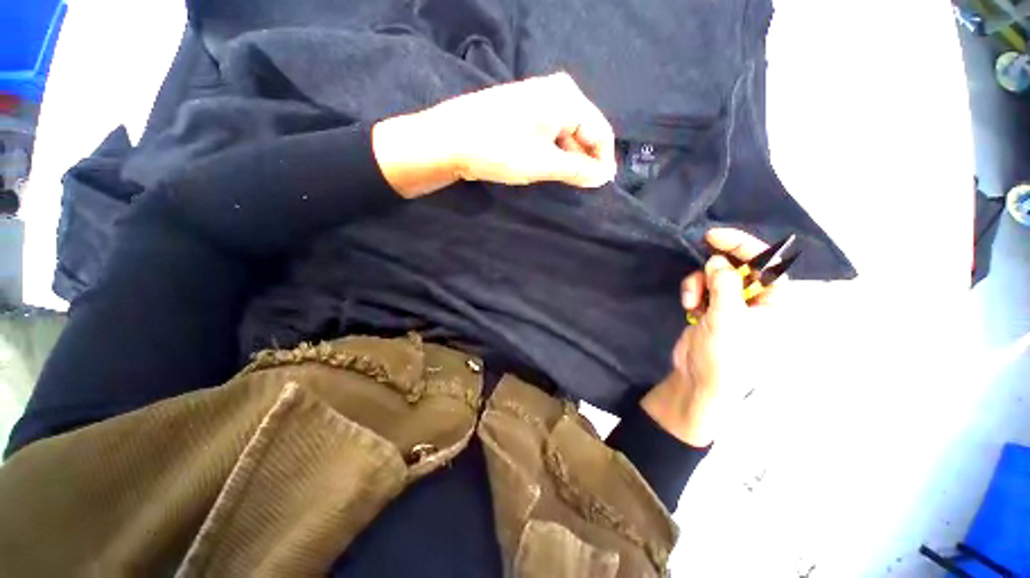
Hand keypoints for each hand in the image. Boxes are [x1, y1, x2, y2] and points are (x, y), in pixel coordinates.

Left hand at [372, 72, 616, 197]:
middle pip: (583, 131)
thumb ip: (577, 170)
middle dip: (584, 161)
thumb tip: (603, 177)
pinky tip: (546, 169)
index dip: (603, 162)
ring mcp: (536, 100)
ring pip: (565, 134)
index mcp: (567, 97)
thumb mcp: (544, 163)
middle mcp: (555, 92)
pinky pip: (548, 133)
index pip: (600, 131)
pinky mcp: (521, 111)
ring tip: (563, 183)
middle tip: (581, 188)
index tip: (601, 187)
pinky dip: (552, 153)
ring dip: (567, 159)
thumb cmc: (500, 149)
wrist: (449, 139)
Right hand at [641, 228, 785, 446]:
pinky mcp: (712, 308)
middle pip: (739, 266)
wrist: (700, 381)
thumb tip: (717, 260)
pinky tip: (688, 306)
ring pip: (715, 275)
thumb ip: (724, 285)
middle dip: (714, 268)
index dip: (742, 245)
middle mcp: (758, 299)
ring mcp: (733, 303)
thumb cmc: (725, 356)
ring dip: (699, 282)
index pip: (767, 263)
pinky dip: (693, 291)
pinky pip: (702, 287)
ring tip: (691, 300)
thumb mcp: (727, 319)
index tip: (713, 237)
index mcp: (776, 302)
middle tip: (700, 271)